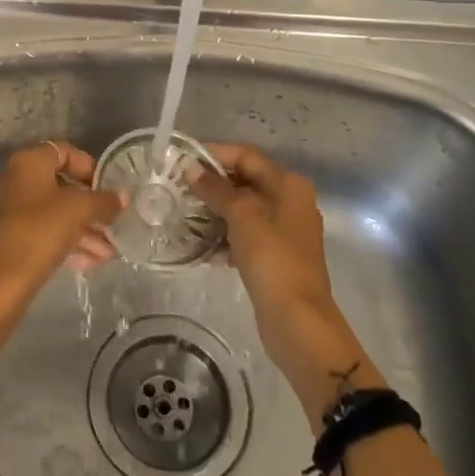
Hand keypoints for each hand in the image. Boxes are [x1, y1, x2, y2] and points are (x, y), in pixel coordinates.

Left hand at [0, 143, 121, 320]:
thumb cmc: (37, 233)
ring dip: (81, 230)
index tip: (108, 190)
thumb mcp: (78, 212)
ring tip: (107, 254)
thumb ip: (103, 201)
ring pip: (49, 214)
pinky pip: (37, 233)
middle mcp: (10, 179)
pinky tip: (87, 264)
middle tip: (112, 227)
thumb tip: (123, 196)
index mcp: (26, 163)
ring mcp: (2, 209)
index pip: (65, 152)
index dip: (90, 168)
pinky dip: (61, 243)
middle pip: (58, 186)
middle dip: (89, 208)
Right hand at [189, 144, 347, 375]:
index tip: (182, 159)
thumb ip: (216, 189)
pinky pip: (244, 235)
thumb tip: (191, 168)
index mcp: (288, 185)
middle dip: (212, 184)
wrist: (297, 321)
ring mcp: (283, 231)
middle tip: (177, 187)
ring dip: (214, 211)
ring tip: (182, 214)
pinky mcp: (274, 256)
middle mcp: (289, 202)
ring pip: (243, 210)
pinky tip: (199, 246)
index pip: (246, 156)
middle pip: (245, 181)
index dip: (214, 154)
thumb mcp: (243, 217)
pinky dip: (224, 236)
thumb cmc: (272, 259)